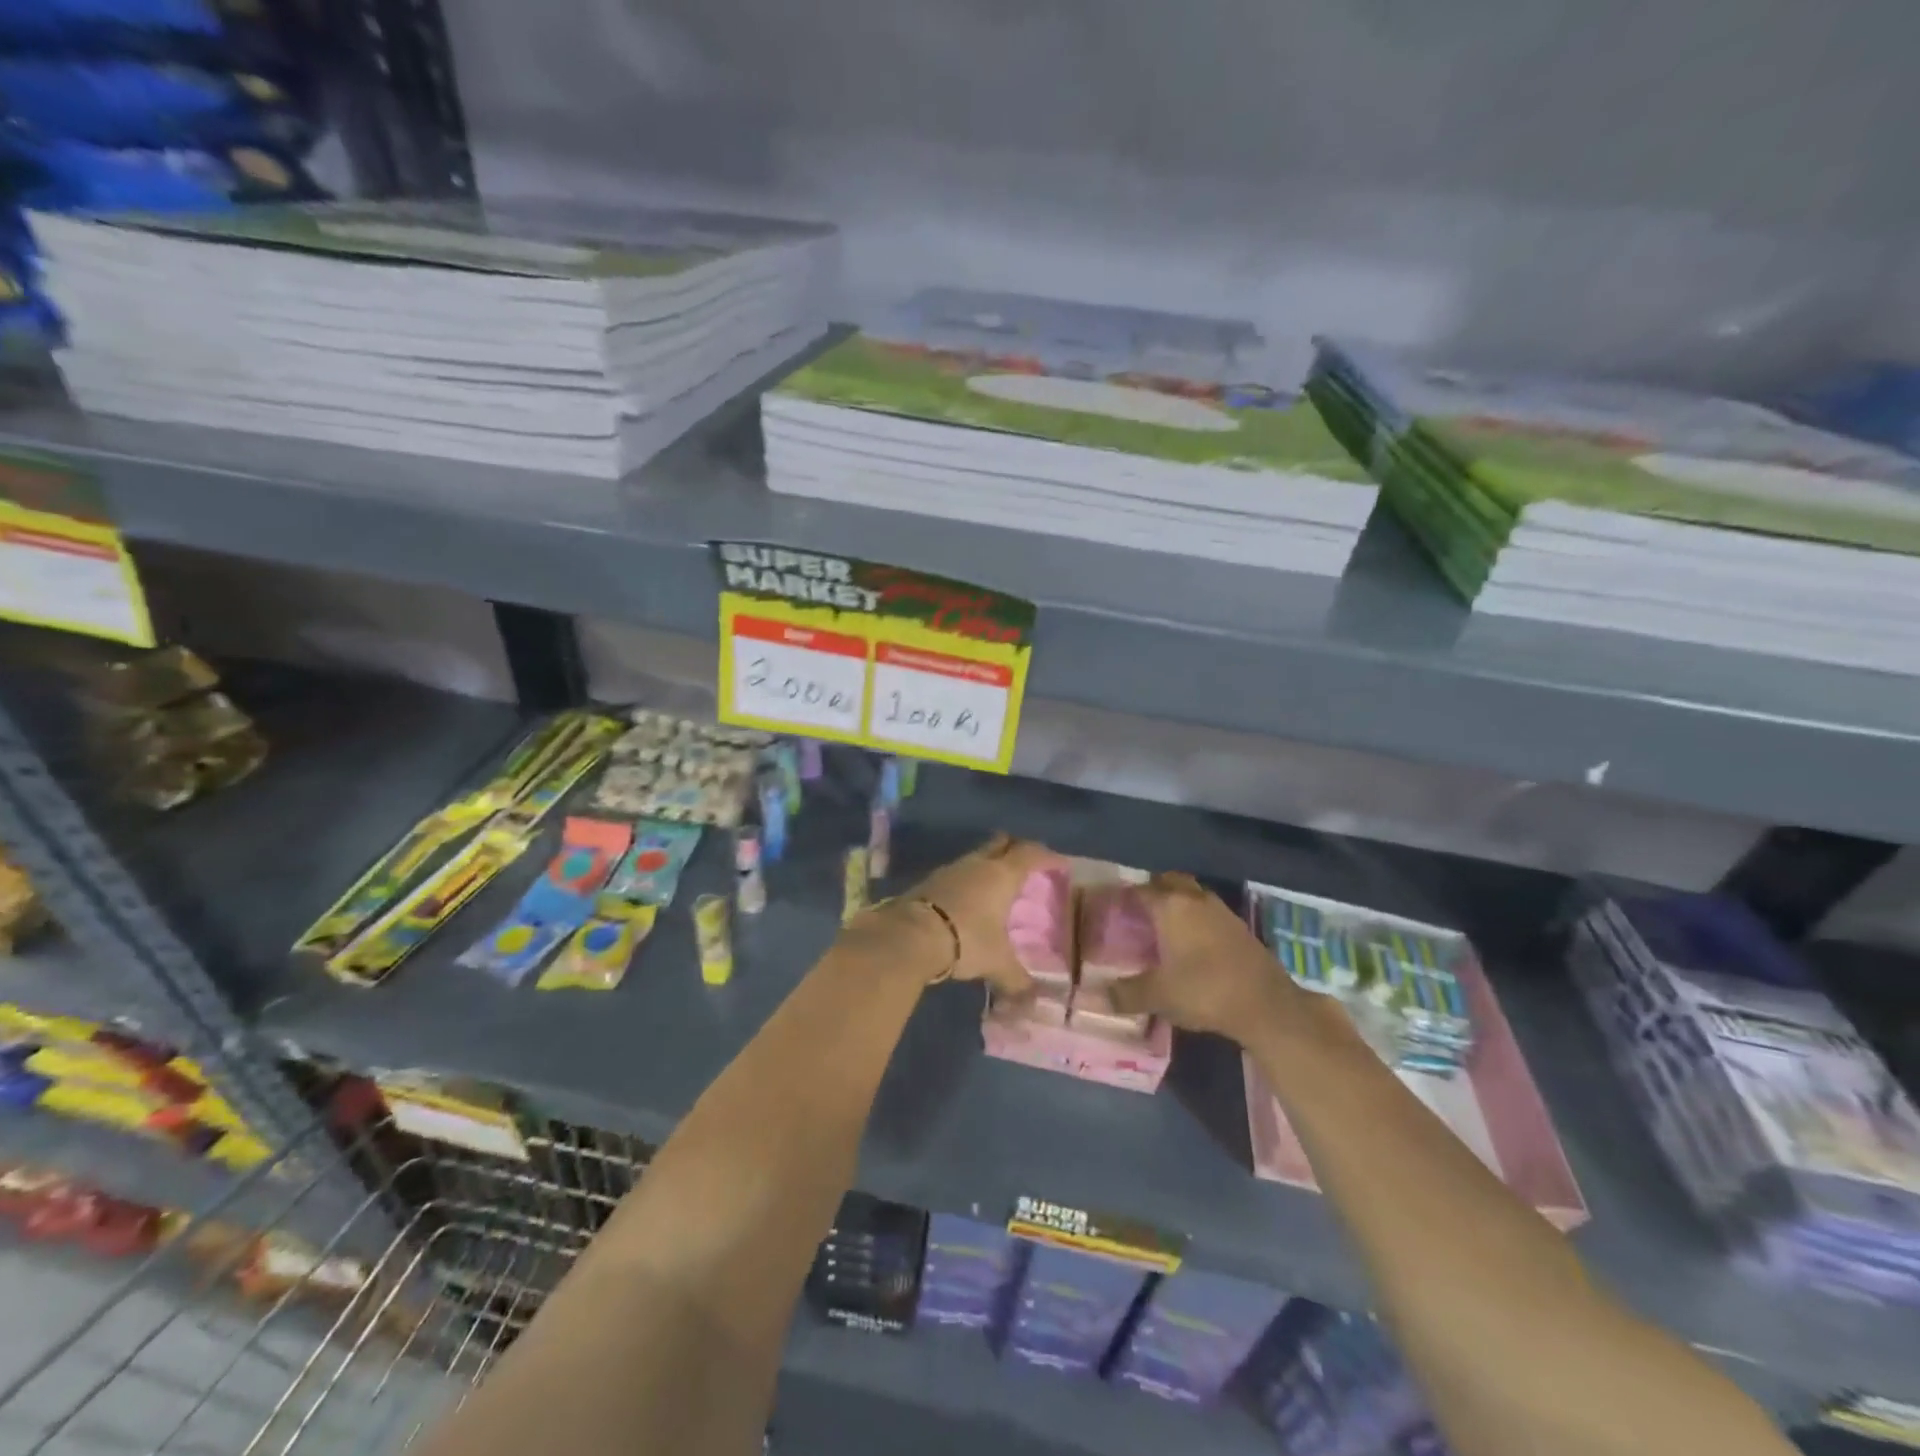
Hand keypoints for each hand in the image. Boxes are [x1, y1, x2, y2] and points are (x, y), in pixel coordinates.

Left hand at [897, 833, 1062, 997]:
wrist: (910, 935)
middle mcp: (977, 864)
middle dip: (1015, 849)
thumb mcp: (997, 963)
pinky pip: (957, 874)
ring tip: (997, 886)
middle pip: (1001, 843)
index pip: (1030, 854)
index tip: (1060, 864)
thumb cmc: (966, 940)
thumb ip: (1016, 978)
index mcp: (1002, 875)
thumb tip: (1032, 997)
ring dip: (988, 866)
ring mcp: (950, 870)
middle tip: (1027, 865)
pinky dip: (968, 882)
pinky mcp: (929, 881)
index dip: (1047, 857)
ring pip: (976, 858)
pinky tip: (968, 901)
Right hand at [1108, 872, 1296, 1038]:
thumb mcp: (1158, 996)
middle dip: (1152, 890)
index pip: (1139, 890)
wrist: (1267, 1005)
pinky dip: (1195, 917)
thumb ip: (1125, 994)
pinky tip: (1190, 941)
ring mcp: (1221, 911)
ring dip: (1177, 902)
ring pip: (1191, 894)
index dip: (1122, 897)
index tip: (1109, 907)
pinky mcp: (1239, 927)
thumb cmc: (1205, 991)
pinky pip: (1208, 911)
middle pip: (1169, 882)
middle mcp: (1195, 899)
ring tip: (1161, 924)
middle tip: (1136, 910)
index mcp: (1171, 907)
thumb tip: (1095, 997)